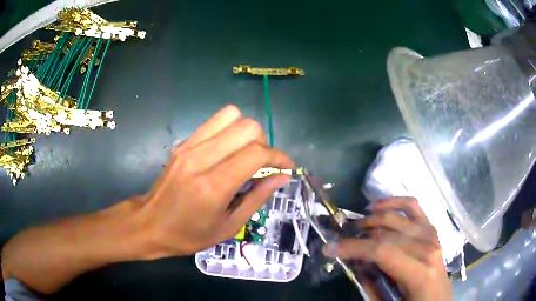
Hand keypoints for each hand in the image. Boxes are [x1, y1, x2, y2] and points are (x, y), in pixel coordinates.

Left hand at [138, 105, 293, 257]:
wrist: (149, 224)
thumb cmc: (189, 235)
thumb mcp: (229, 226)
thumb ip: (257, 197)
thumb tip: (282, 177)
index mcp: (213, 186)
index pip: (256, 153)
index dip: (279, 157)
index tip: (286, 168)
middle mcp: (201, 159)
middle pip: (247, 127)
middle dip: (264, 143)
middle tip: (263, 165)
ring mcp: (189, 146)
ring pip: (231, 116)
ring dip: (247, 132)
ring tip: (246, 154)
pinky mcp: (183, 142)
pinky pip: (214, 121)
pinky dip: (230, 130)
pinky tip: (228, 150)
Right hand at [324, 197, 450, 300]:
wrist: (437, 300)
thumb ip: (371, 285)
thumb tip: (355, 263)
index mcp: (419, 272)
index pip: (382, 251)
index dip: (353, 247)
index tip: (329, 248)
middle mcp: (428, 248)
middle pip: (387, 233)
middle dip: (358, 235)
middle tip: (340, 240)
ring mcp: (432, 235)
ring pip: (398, 216)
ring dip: (373, 217)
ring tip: (357, 224)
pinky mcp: (432, 229)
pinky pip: (413, 206)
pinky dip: (395, 201)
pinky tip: (379, 205)